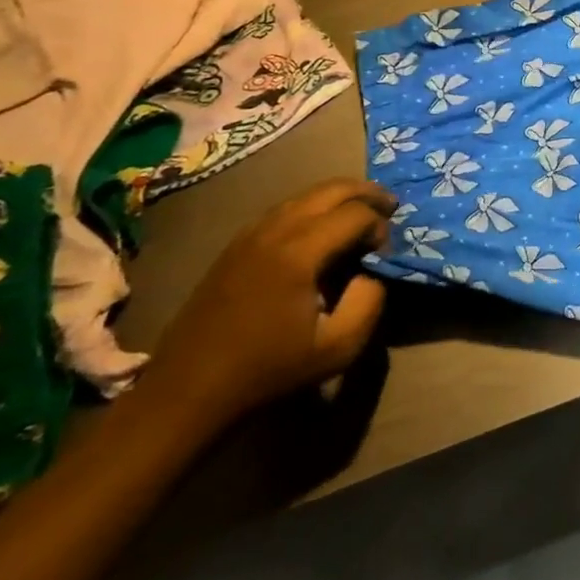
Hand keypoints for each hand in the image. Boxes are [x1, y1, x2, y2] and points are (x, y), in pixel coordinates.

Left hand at [144, 178, 394, 425]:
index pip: (356, 213)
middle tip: (390, 209)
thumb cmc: (268, 370)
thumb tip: (373, 270)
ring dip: (340, 198)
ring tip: (362, 216)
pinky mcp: (236, 244)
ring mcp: (250, 233)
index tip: (385, 255)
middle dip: (367, 194)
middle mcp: (274, 229)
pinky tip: (322, 231)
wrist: (190, 391)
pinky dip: (314, 208)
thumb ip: (370, 300)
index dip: (380, 227)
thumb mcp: (339, 347)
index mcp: (299, 252)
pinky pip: (285, 208)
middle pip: (332, 188)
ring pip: (306, 194)